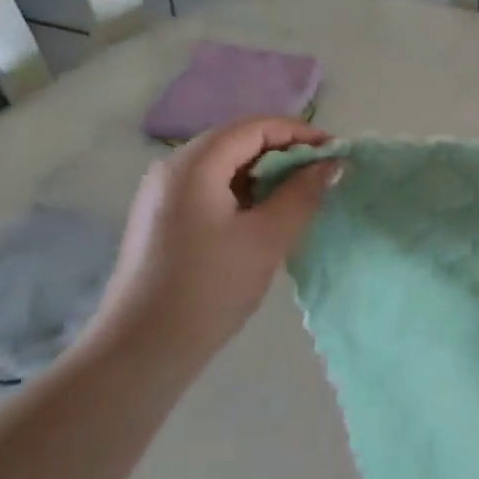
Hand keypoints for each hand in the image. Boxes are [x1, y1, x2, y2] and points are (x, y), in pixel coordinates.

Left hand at [84, 117, 341, 371]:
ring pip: (224, 165)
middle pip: (237, 141)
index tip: (336, 153)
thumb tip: (332, 164)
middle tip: (323, 174)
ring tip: (301, 194)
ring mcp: (162, 194)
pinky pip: (210, 187)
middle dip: (284, 151)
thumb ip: (303, 194)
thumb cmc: (209, 288)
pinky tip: (265, 215)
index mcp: (194, 164)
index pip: (255, 127)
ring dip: (265, 172)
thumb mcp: (267, 238)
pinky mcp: (162, 218)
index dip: (300, 133)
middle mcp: (173, 168)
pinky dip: (244, 191)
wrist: (142, 350)